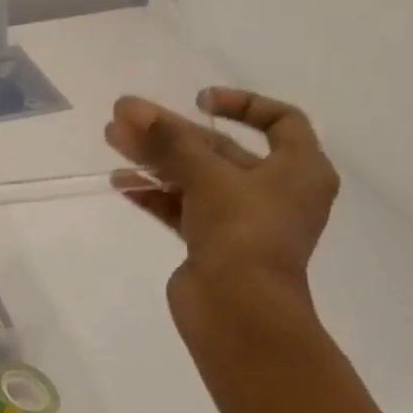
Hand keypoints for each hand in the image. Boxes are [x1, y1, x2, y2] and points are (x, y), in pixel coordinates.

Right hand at [105, 87, 338, 324]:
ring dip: (156, 159)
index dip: (243, 104)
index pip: (281, 121)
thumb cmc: (243, 233)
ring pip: (195, 178)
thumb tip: (129, 108)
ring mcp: (241, 221)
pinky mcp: (211, 244)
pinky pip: (181, 208)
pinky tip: (121, 182)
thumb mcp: (209, 177)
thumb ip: (169, 140)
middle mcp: (274, 192)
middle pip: (221, 149)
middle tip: (126, 117)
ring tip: (113, 142)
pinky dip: (155, 193)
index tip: (199, 101)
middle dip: (173, 133)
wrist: (238, 312)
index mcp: (299, 170)